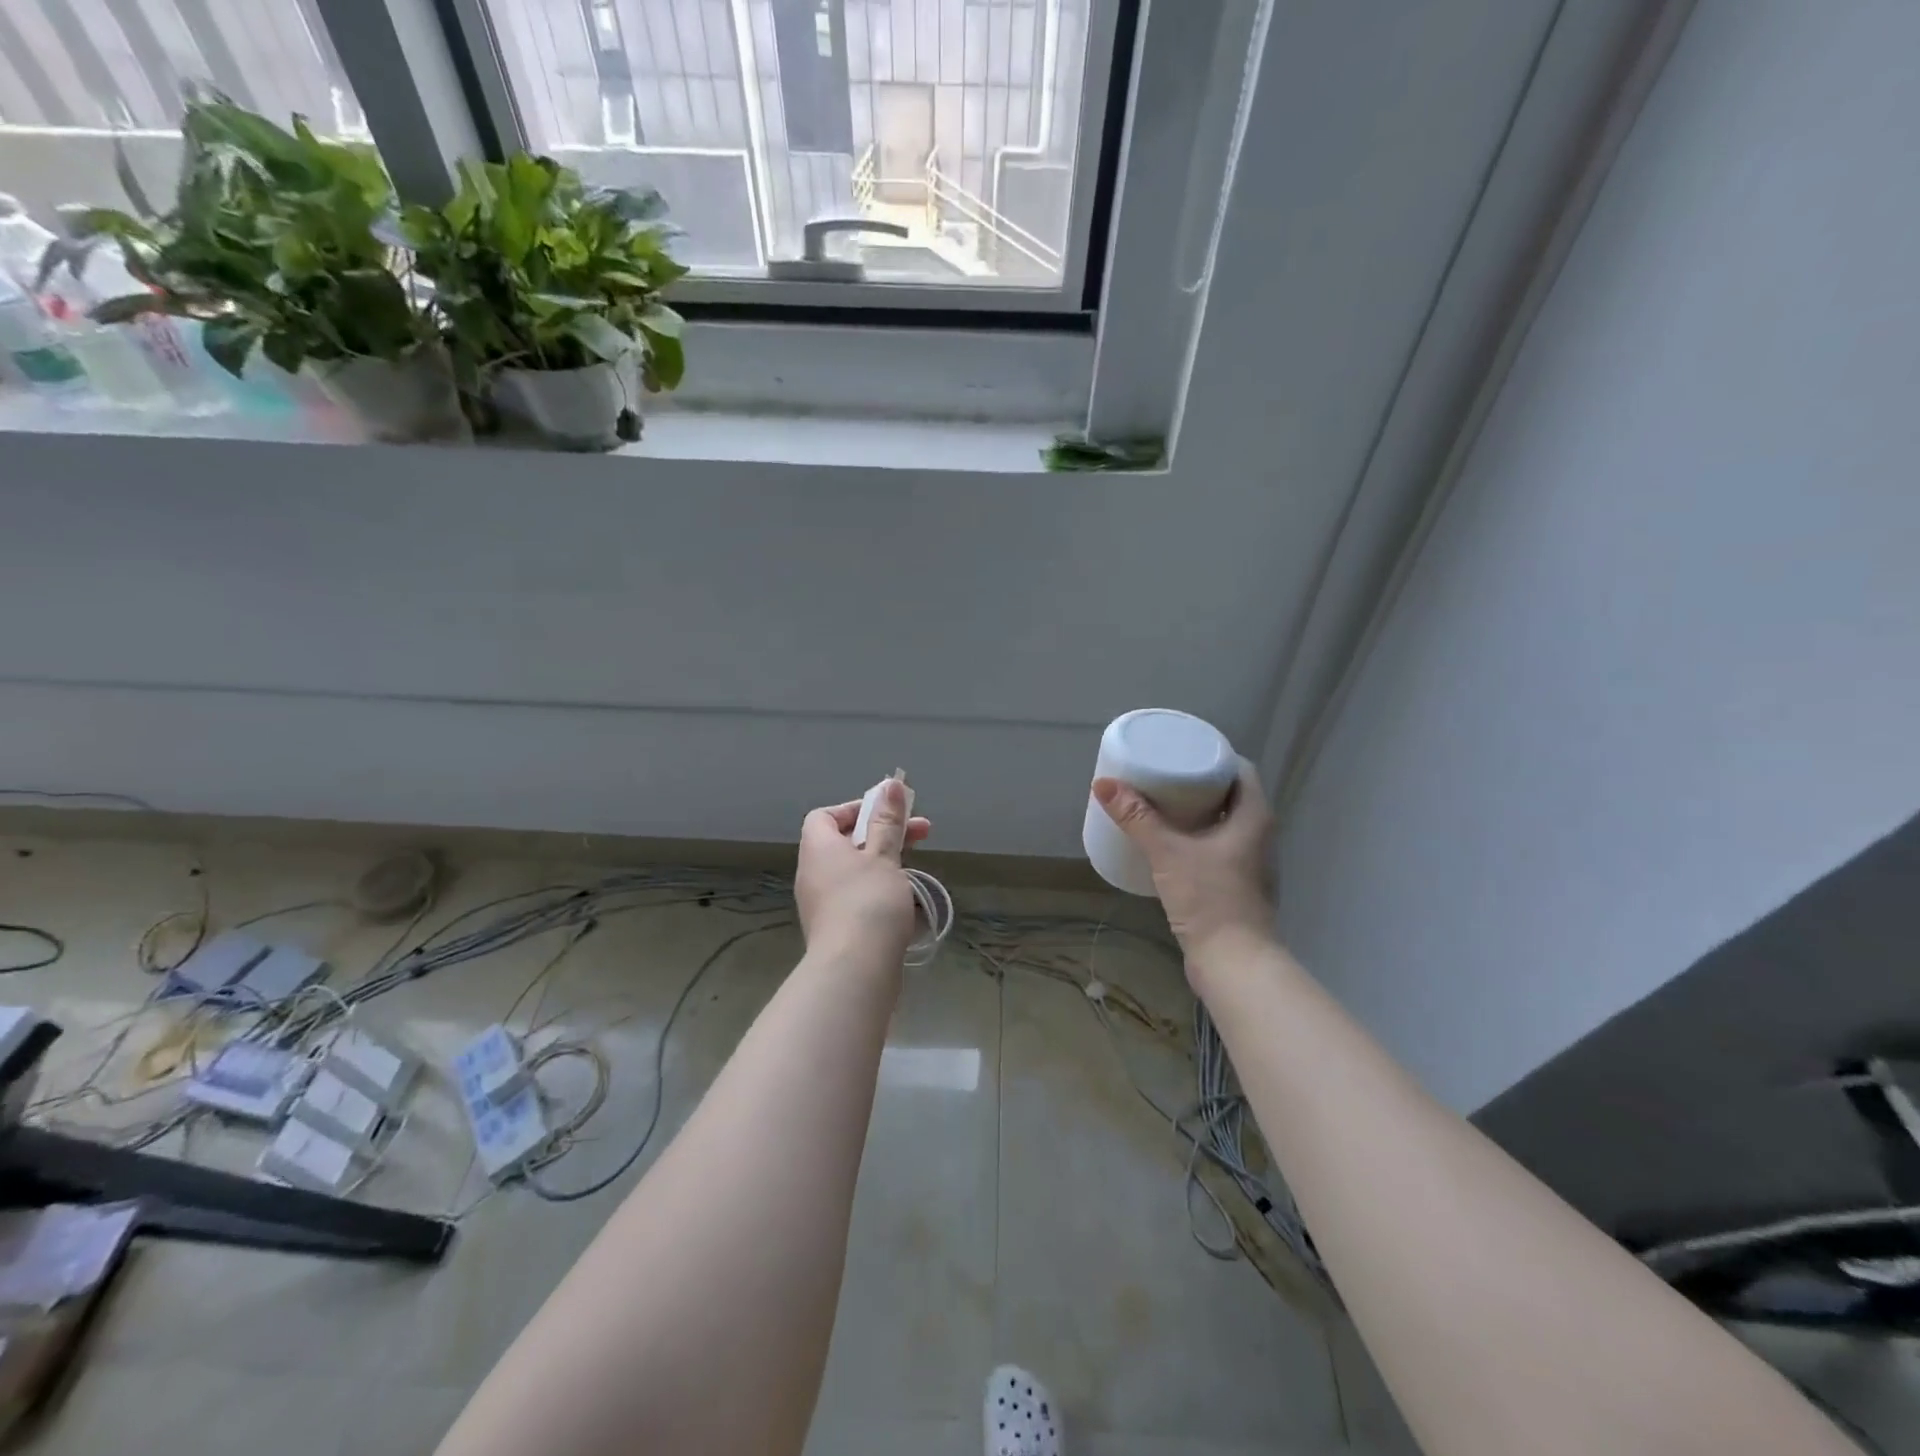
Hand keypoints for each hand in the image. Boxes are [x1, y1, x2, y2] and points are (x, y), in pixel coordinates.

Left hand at [795, 780, 932, 962]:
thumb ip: (887, 821)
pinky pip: (857, 899)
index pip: (824, 816)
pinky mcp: (836, 930)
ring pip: (855, 873)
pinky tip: (908, 905)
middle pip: (845, 843)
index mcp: (819, 848)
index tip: (887, 813)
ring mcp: (822, 904)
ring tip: (917, 871)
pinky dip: (881, 894)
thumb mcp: (884, 855)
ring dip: (886, 866)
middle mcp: (814, 873)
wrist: (855, 970)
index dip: (854, 809)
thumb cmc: (868, 901)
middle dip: (884, 835)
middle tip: (922, 834)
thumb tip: (889, 785)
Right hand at [1092, 759, 1276, 974]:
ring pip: (1224, 823)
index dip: (1212, 756)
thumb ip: (1136, 818)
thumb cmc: (1210, 899)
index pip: (1239, 769)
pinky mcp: (1238, 885)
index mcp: (1254, 816)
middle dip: (1197, 782)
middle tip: (1161, 774)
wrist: (1234, 964)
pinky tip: (1169, 843)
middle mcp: (1259, 835)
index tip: (1179, 751)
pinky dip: (1196, 837)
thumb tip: (1104, 784)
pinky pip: (1217, 847)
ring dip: (1196, 811)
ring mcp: (1251, 863)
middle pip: (1230, 794)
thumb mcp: (1167, 853)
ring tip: (1160, 804)